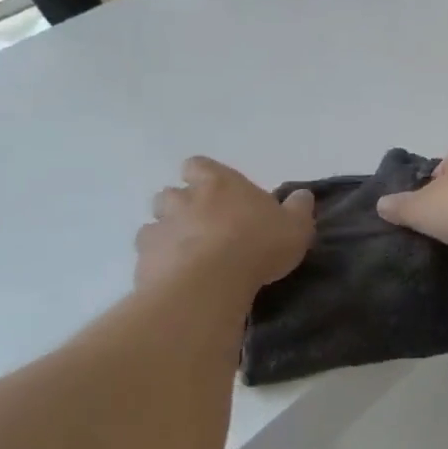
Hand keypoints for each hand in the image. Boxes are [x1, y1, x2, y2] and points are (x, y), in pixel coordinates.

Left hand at [135, 157, 314, 295]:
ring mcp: (160, 229)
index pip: (198, 165)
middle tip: (203, 228)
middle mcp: (183, 200)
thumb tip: (302, 195)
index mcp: (218, 183)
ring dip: (167, 236)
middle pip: (170, 194)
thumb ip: (299, 208)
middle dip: (180, 207)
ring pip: (153, 225)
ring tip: (186, 256)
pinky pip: (148, 258)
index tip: (215, 192)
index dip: (202, 176)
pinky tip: (176, 279)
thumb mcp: (295, 226)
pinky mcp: (144, 262)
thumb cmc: (258, 244)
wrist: (210, 283)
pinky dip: (158, 265)